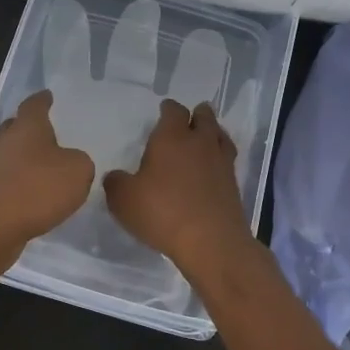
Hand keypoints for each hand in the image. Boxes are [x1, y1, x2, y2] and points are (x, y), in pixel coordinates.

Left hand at [0, 90, 94, 249]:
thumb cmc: (35, 189)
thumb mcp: (77, 171)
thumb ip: (81, 163)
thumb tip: (73, 165)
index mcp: (27, 128)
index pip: (34, 105)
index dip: (42, 100)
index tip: (48, 95)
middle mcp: (5, 143)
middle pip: (16, 128)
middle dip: (30, 129)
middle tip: (48, 133)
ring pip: (11, 158)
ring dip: (26, 162)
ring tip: (48, 170)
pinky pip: (9, 184)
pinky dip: (22, 187)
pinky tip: (37, 199)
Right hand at [104, 99, 256, 274]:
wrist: (211, 241)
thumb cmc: (162, 212)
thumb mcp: (123, 199)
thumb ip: (116, 183)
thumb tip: (116, 176)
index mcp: (171, 138)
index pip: (173, 111)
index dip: (168, 108)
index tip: (164, 109)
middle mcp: (199, 143)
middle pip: (204, 117)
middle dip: (197, 115)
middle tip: (191, 117)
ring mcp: (221, 163)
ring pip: (220, 136)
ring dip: (213, 133)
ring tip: (206, 137)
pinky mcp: (233, 185)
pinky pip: (227, 161)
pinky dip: (219, 159)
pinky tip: (212, 168)